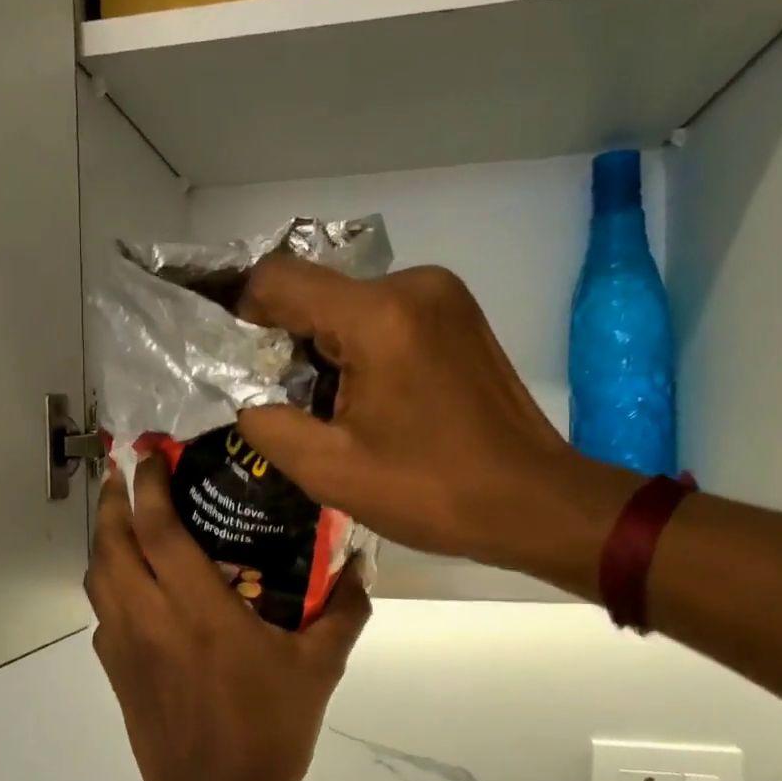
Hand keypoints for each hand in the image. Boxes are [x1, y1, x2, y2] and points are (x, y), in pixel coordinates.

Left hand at [84, 454, 370, 780]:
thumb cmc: (268, 732)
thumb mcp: (318, 669)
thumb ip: (343, 611)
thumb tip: (361, 564)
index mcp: (197, 609)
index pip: (157, 529)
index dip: (149, 485)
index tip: (151, 453)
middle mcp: (149, 617)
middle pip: (111, 543)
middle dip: (114, 500)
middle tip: (128, 473)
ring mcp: (123, 645)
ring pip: (97, 575)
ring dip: (105, 538)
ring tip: (125, 517)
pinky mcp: (115, 670)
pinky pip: (102, 609)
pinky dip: (109, 580)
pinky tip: (134, 583)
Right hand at [236, 256, 637, 594]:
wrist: (535, 501)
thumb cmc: (433, 491)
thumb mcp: (330, 471)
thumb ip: (267, 424)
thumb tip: (248, 398)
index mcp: (378, 316)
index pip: (278, 279)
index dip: (246, 316)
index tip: (247, 367)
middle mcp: (411, 284)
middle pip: (316, 292)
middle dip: (290, 342)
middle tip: (295, 403)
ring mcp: (443, 293)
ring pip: (349, 303)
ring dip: (329, 346)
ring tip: (340, 409)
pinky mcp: (459, 312)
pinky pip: (385, 313)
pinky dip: (364, 345)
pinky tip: (379, 398)